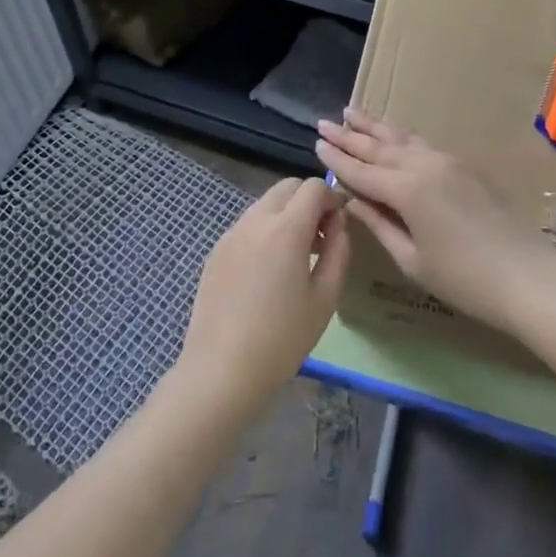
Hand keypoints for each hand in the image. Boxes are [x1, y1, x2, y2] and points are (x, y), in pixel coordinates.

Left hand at [176, 177, 349, 420]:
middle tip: (320, 239)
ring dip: (286, 215)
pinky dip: (264, 232)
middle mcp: (255, 220)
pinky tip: (267, 273)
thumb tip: (339, 223)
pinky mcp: (216, 250)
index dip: (332, 199)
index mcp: (285, 228)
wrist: (221, 370)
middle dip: (309, 201)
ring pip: (265, 204)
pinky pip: (247, 225)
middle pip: (287, 187)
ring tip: (295, 258)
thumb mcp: (325, 298)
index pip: (313, 187)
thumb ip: (338, 251)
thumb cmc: (282, 338)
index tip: (338, 228)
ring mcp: (231, 233)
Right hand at [314, 110, 555, 335]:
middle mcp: (423, 165)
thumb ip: (379, 225)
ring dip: (374, 126)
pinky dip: (400, 136)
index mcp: (406, 190)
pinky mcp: (463, 167)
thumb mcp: (413, 260)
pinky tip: (392, 134)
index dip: (337, 159)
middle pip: (378, 147)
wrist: (528, 276)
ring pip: (402, 138)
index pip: (361, 171)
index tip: (316, 143)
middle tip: (324, 121)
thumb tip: (352, 200)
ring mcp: (446, 162)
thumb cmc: (464, 279)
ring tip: (352, 112)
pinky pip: (422, 144)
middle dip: (349, 135)